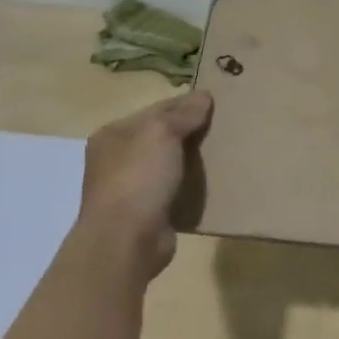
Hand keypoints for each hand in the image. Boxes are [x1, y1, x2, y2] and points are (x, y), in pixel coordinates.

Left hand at [75, 90, 212, 281]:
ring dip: (193, 161)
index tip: (215, 104)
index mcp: (113, 135)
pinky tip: (212, 183)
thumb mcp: (161, 134)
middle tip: (224, 128)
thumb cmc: (138, 178)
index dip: (185, 105)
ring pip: (170, 164)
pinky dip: (191, 186)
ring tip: (224, 154)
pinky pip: (174, 191)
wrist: (126, 243)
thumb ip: (182, 113)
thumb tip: (204, 95)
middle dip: (191, 133)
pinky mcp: (147, 214)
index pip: (156, 110)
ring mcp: (130, 189)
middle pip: (162, 137)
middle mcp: (117, 160)